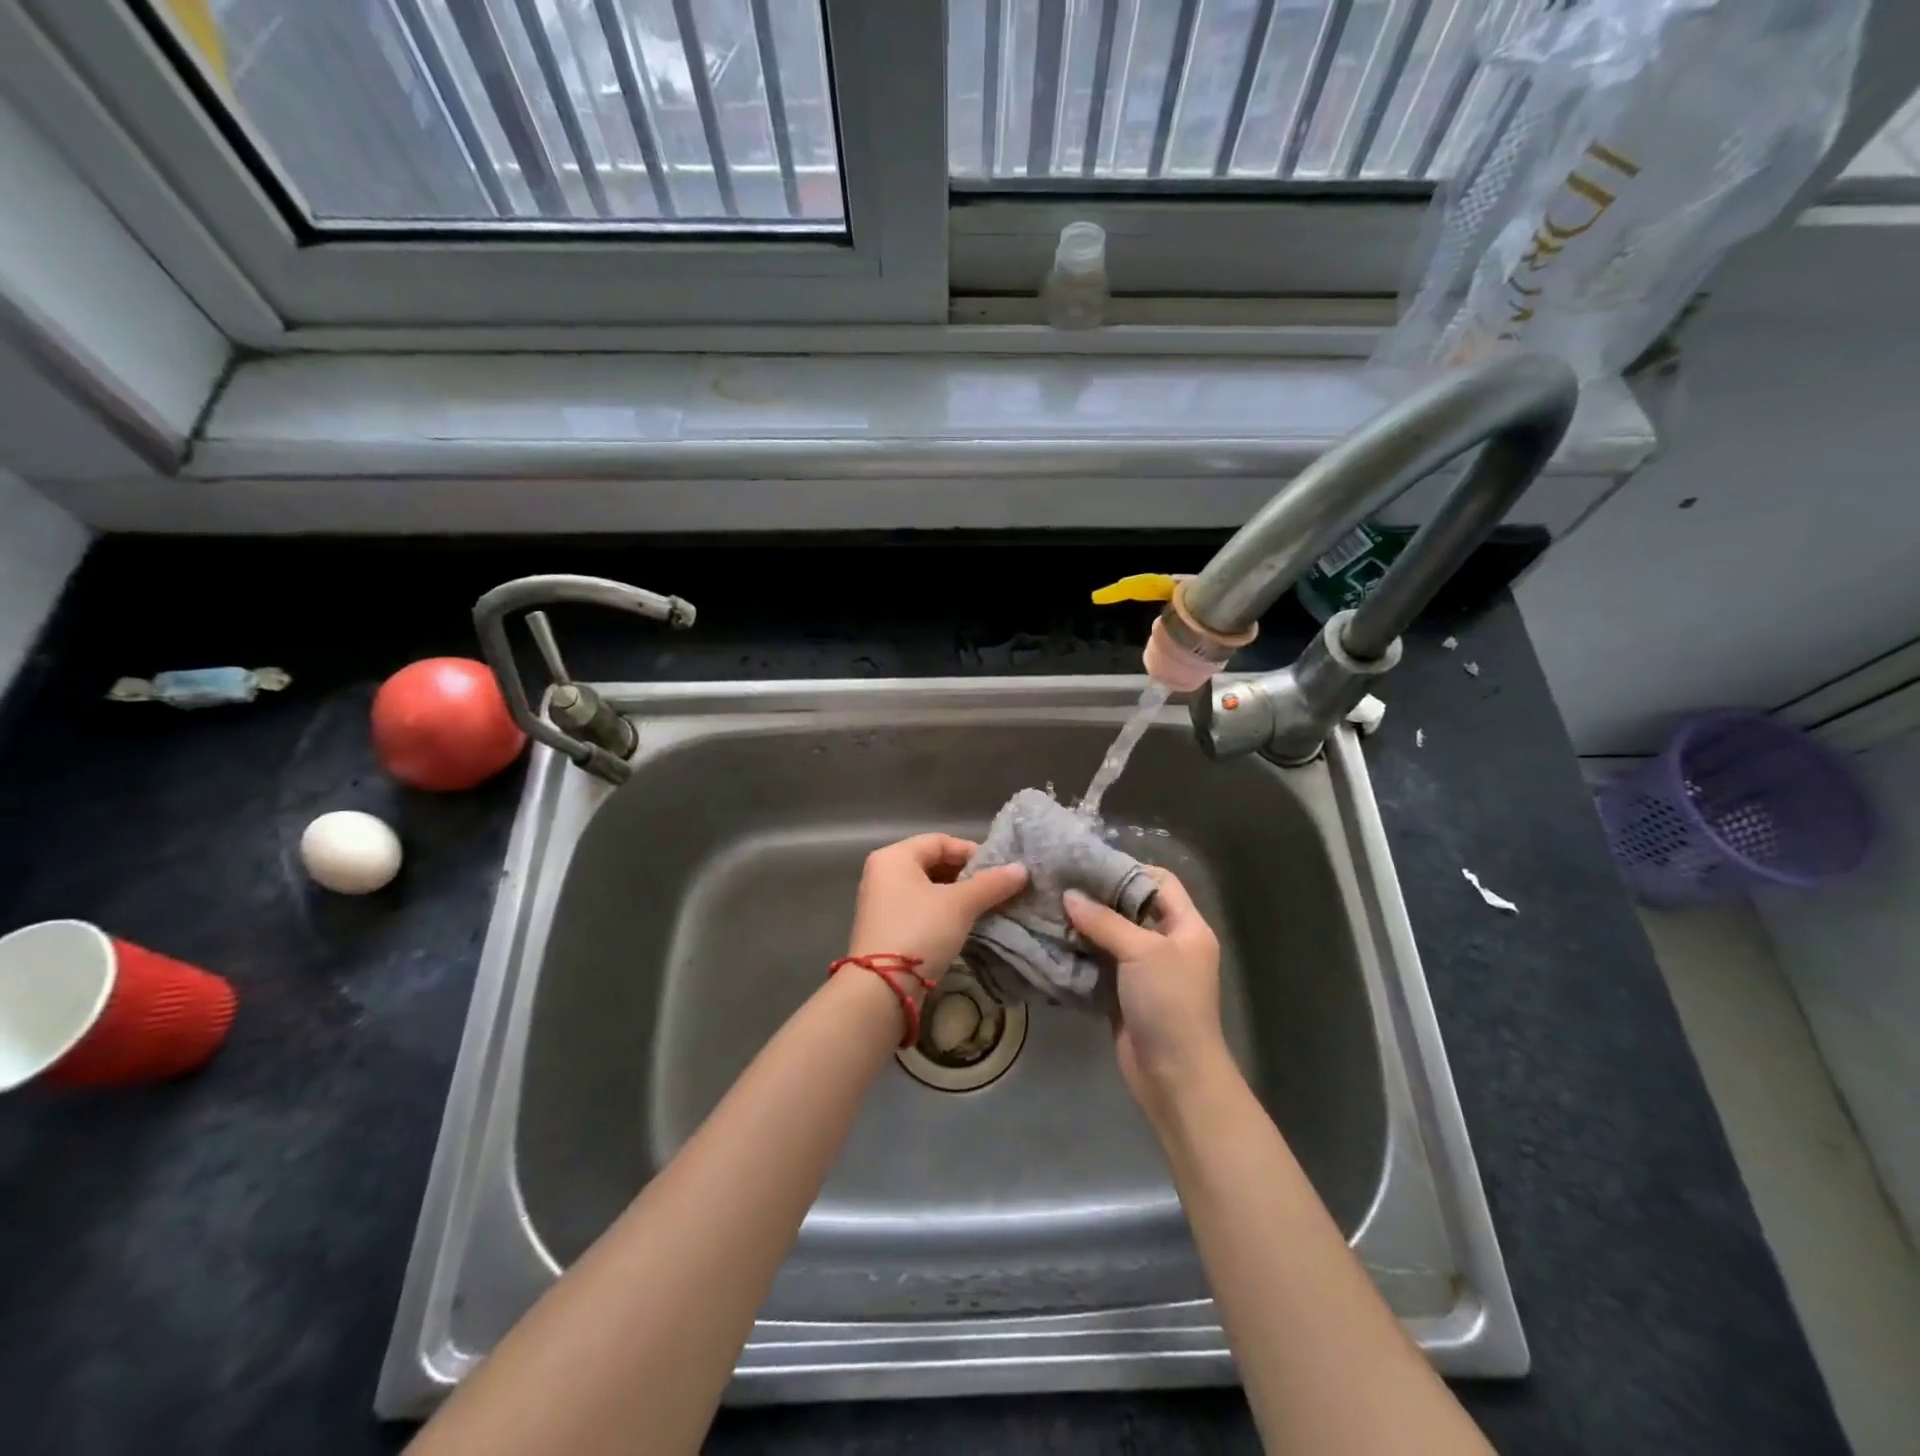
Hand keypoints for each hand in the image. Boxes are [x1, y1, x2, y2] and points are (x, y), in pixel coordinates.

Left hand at [846, 834, 1028, 984]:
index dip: (972, 852)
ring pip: (928, 888)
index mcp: (894, 857)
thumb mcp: (960, 904)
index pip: (940, 841)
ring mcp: (881, 902)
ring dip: (958, 895)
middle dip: (967, 875)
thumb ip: (991, 884)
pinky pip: (920, 908)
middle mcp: (883, 873)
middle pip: (933, 863)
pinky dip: (943, 912)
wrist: (881, 988)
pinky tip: (965, 925)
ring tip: (986, 907)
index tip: (999, 870)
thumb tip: (1022, 869)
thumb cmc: (919, 931)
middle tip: (996, 889)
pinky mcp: (886, 928)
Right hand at [1065, 869, 1225, 1107]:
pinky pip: (1101, 963)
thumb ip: (1104, 921)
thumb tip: (1068, 896)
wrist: (1175, 1076)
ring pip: (1113, 936)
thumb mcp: (1141, 952)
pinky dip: (1080, 953)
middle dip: (1099, 897)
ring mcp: (1146, 971)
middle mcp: (1169, 943)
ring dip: (1085, 925)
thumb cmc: (1169, 1003)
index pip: (1161, 882)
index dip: (1129, 870)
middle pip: (1132, 907)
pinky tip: (1054, 941)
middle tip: (1060, 884)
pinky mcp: (1125, 993)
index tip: (1089, 866)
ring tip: (1050, 908)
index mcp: (1187, 927)